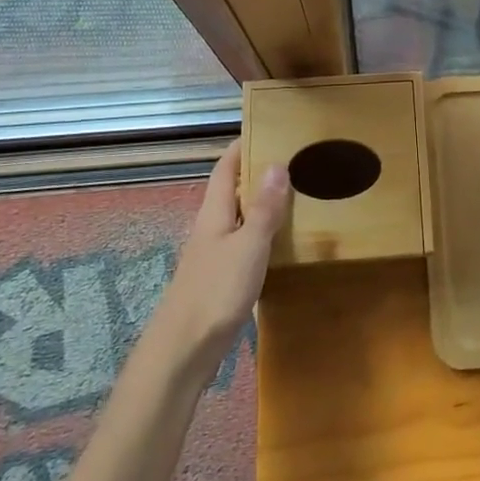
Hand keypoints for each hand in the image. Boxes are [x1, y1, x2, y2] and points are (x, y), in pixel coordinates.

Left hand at [149, 140, 289, 379]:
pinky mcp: (219, 279)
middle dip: (257, 172)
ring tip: (297, 196)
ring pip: (239, 217)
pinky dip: (262, 233)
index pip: (225, 168)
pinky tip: (282, 243)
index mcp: (214, 213)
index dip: (242, 146)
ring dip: (262, 204)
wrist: (182, 353)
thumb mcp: (248, 246)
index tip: (268, 128)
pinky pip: (244, 243)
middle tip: (295, 161)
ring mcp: (213, 255)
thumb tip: (277, 162)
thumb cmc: (215, 292)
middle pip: (232, 190)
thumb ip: (263, 208)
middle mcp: (211, 228)